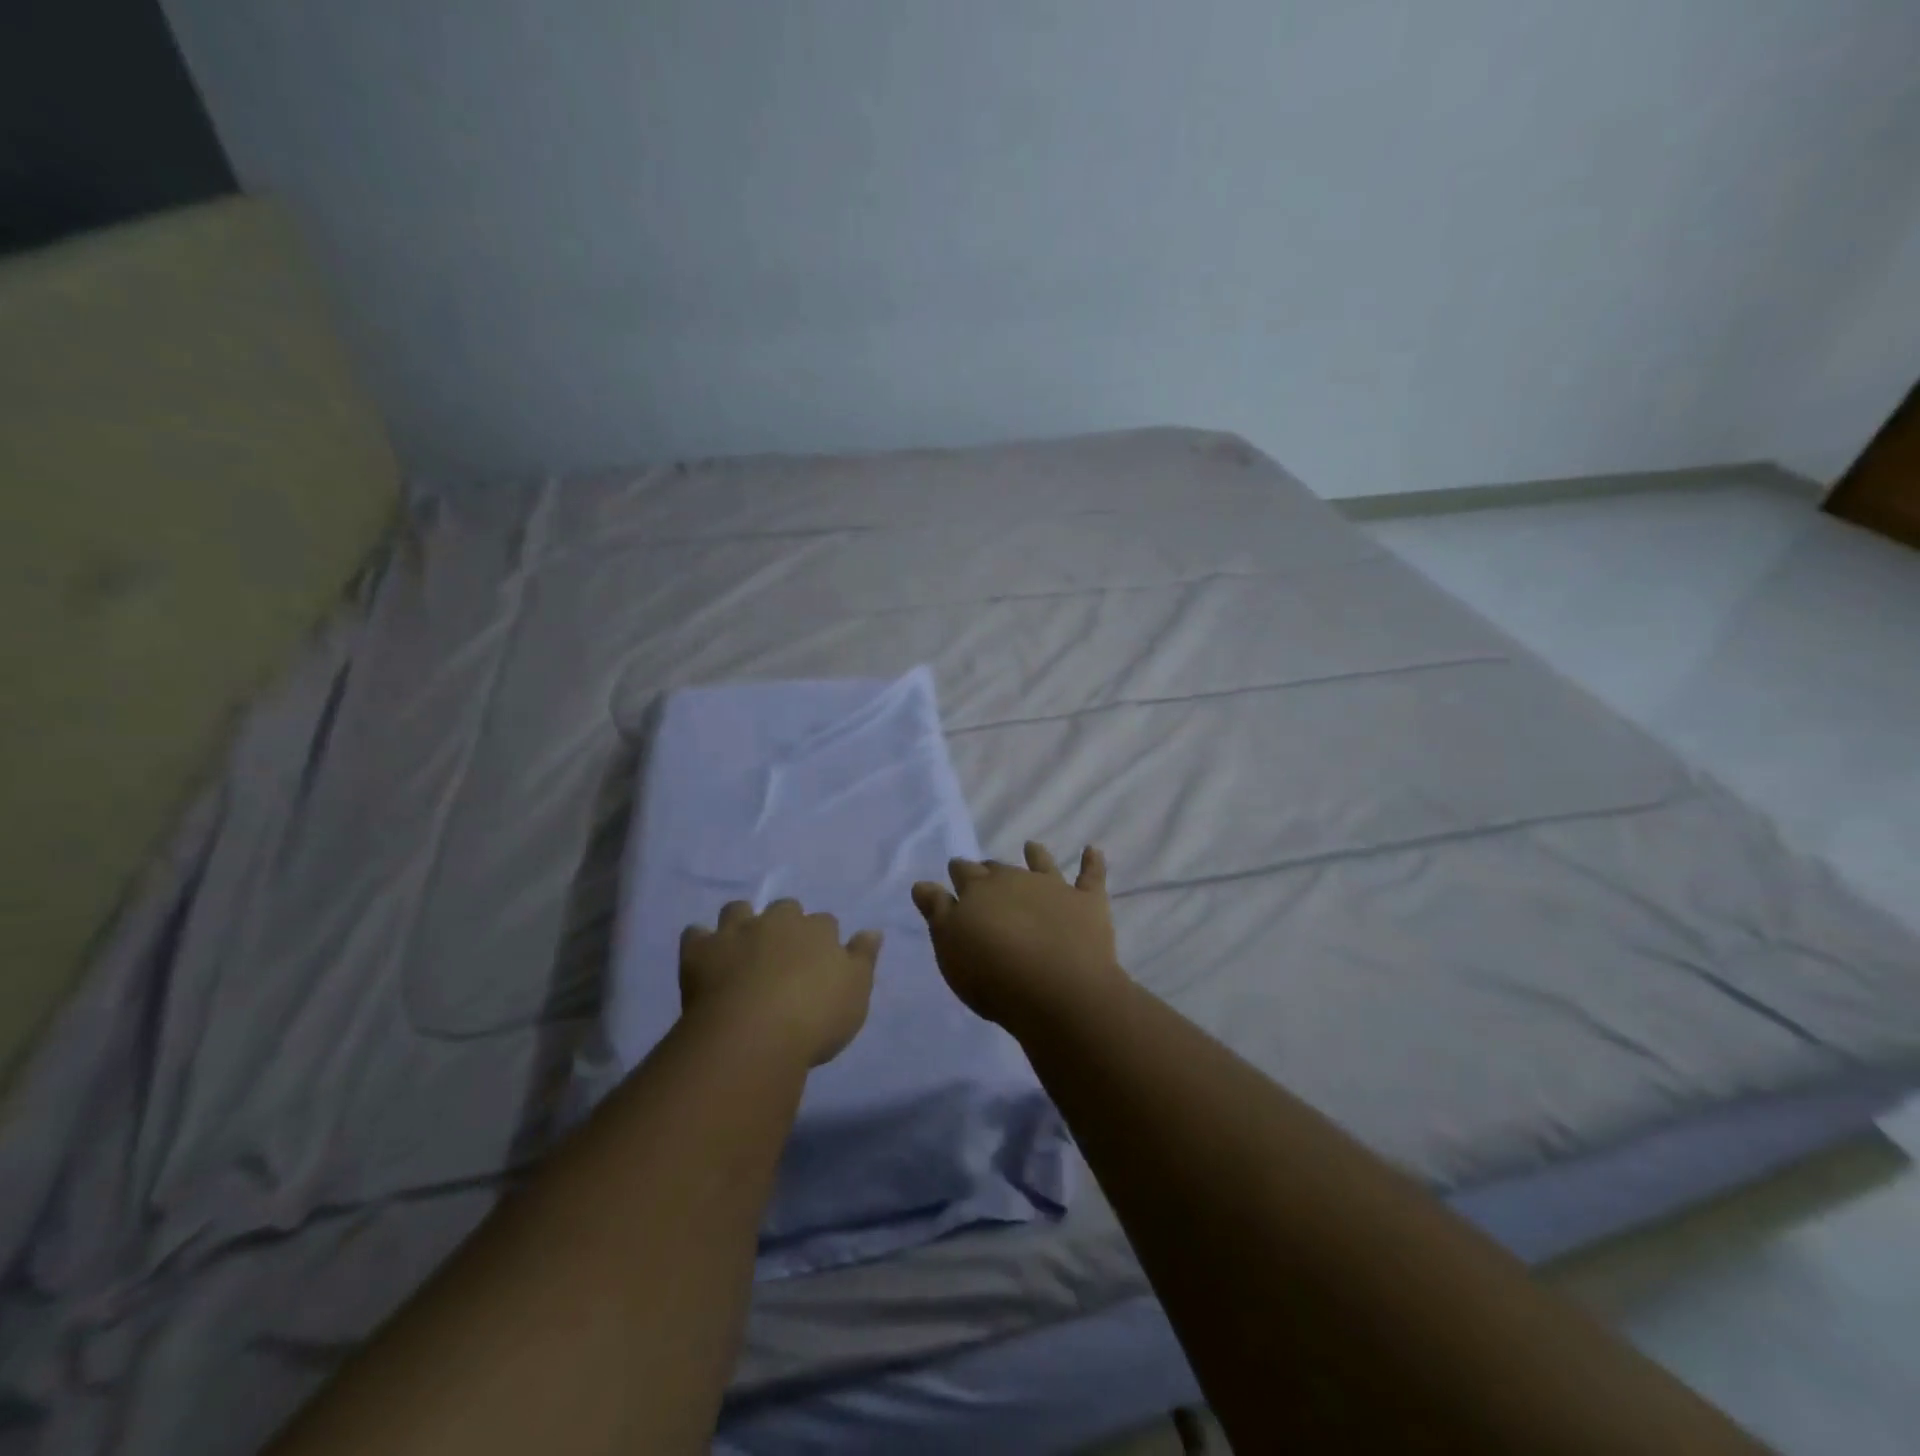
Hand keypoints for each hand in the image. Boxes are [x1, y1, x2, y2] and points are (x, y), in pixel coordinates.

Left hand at [679, 899, 882, 1067]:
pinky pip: (695, 934)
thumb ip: (864, 958)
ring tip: (741, 947)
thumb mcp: (856, 993)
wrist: (754, 1036)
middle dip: (784, 923)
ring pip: (738, 909)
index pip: (825, 923)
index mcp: (818, 930)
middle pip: (784, 909)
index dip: (822, 940)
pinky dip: (700, 942)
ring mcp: (737, 932)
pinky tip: (704, 958)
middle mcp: (778, 921)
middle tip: (782, 954)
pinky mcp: (700, 951)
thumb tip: (872, 931)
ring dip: (741, 922)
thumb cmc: (815, 1018)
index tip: (819, 962)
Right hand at [911, 843, 1123, 1033]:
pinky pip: (1091, 876)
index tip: (955, 872)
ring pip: (1042, 864)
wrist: (1057, 989)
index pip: (963, 873)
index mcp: (978, 890)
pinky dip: (1092, 862)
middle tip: (986, 872)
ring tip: (1032, 846)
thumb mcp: (950, 947)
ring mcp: (1054, 888)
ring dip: (1036, 855)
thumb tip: (923, 883)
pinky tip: (1092, 850)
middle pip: (998, 868)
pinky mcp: (1087, 903)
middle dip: (990, 869)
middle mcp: (1015, 880)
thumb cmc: (992, 975)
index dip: (958, 873)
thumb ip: (937, 912)